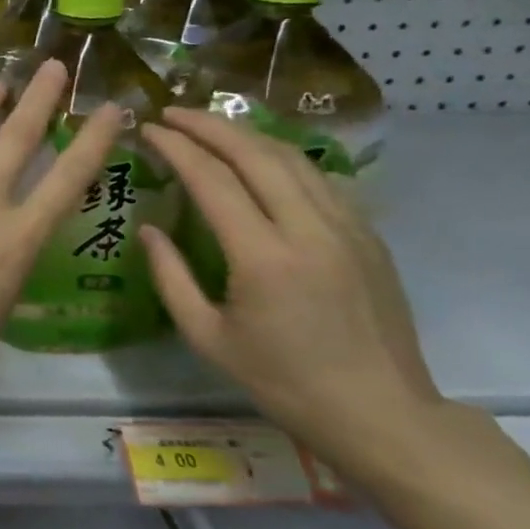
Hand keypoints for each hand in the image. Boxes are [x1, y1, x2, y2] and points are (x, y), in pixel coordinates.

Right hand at [138, 108, 438, 467]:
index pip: (213, 180)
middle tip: (173, 113)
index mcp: (264, 257)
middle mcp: (310, 231)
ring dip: (247, 135)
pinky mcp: (369, 238)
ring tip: (211, 126)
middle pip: (257, 155)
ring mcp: (348, 230)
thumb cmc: (282, 381)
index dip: (176, 147)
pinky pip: (320, 180)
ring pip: (294, 160)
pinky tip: (261, 160)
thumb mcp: (206, 336)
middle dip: (210, 126)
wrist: (381, 414)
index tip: (148, 129)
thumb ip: (170, 276)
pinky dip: (282, 158)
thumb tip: (149, 228)